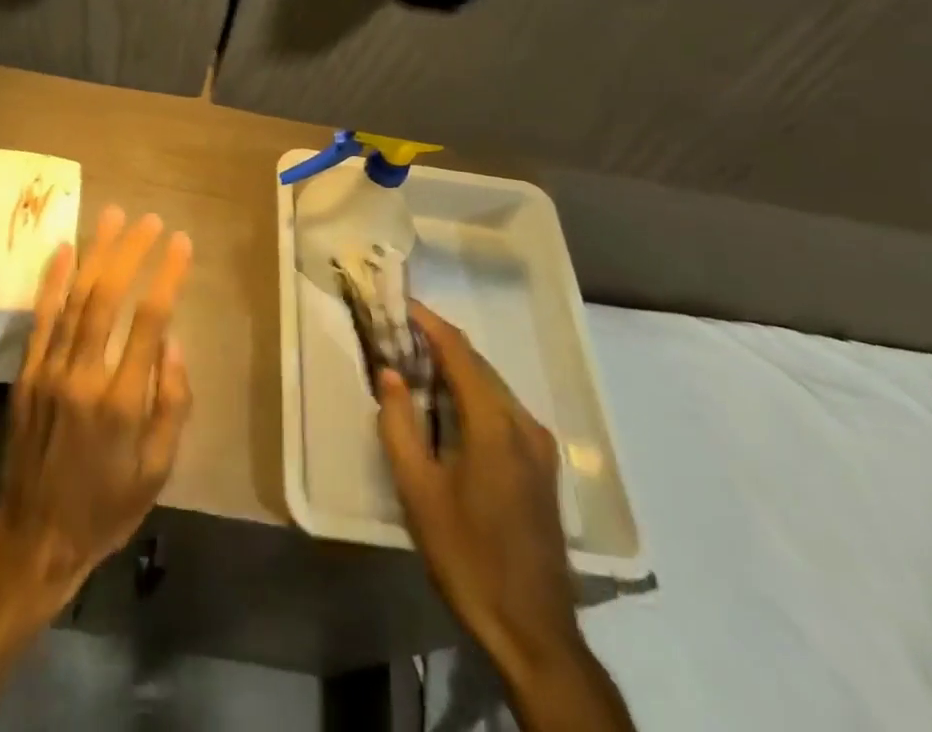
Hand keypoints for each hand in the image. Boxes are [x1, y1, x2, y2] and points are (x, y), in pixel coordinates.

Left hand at [0, 206, 192, 627]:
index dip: (168, 275)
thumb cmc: (107, 506)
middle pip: (108, 296)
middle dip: (131, 251)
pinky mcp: (26, 373)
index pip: (150, 319)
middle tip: (149, 220)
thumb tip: (172, 342)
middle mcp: (83, 375)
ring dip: (95, 252)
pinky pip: (41, 317)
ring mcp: (49, 370)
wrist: (34, 538)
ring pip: (74, 297)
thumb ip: (171, 403)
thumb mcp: (158, 471)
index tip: (181, 243)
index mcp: (122, 401)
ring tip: (112, 216)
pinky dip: (53, 280)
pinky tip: (64, 249)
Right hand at [378, 302, 579, 672]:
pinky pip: (501, 408)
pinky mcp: (541, 465)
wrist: (532, 629)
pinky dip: (470, 393)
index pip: (458, 351)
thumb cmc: (466, 555)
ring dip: (454, 368)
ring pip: (490, 385)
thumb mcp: (418, 490)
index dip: (427, 321)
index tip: (397, 303)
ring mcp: (538, 444)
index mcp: (494, 423)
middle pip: (476, 363)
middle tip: (396, 334)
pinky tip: (445, 407)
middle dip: (437, 342)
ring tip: (413, 364)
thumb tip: (389, 372)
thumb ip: (399, 423)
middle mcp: (523, 422)